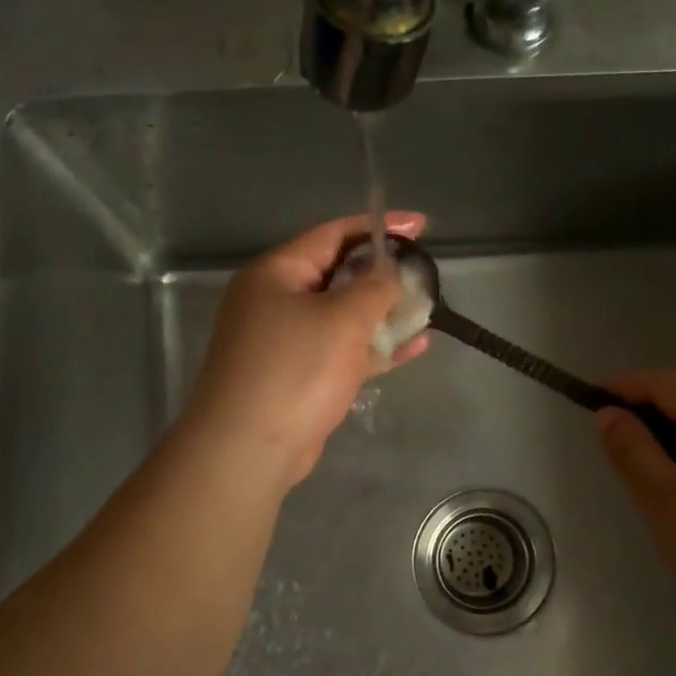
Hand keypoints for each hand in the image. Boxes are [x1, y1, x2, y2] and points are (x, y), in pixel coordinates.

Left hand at [179, 213, 430, 487]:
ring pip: (342, 316)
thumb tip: (389, 272)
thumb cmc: (295, 371)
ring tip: (426, 310)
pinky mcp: (298, 377)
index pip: (333, 234)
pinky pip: (342, 351)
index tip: (421, 226)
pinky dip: (373, 348)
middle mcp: (276, 301)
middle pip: (338, 275)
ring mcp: (286, 342)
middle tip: (424, 275)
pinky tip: (413, 347)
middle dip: (383, 275)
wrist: (248, 449)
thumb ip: (374, 287)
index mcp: (277, 273)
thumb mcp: (342, 319)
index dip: (379, 227)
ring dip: (383, 314)